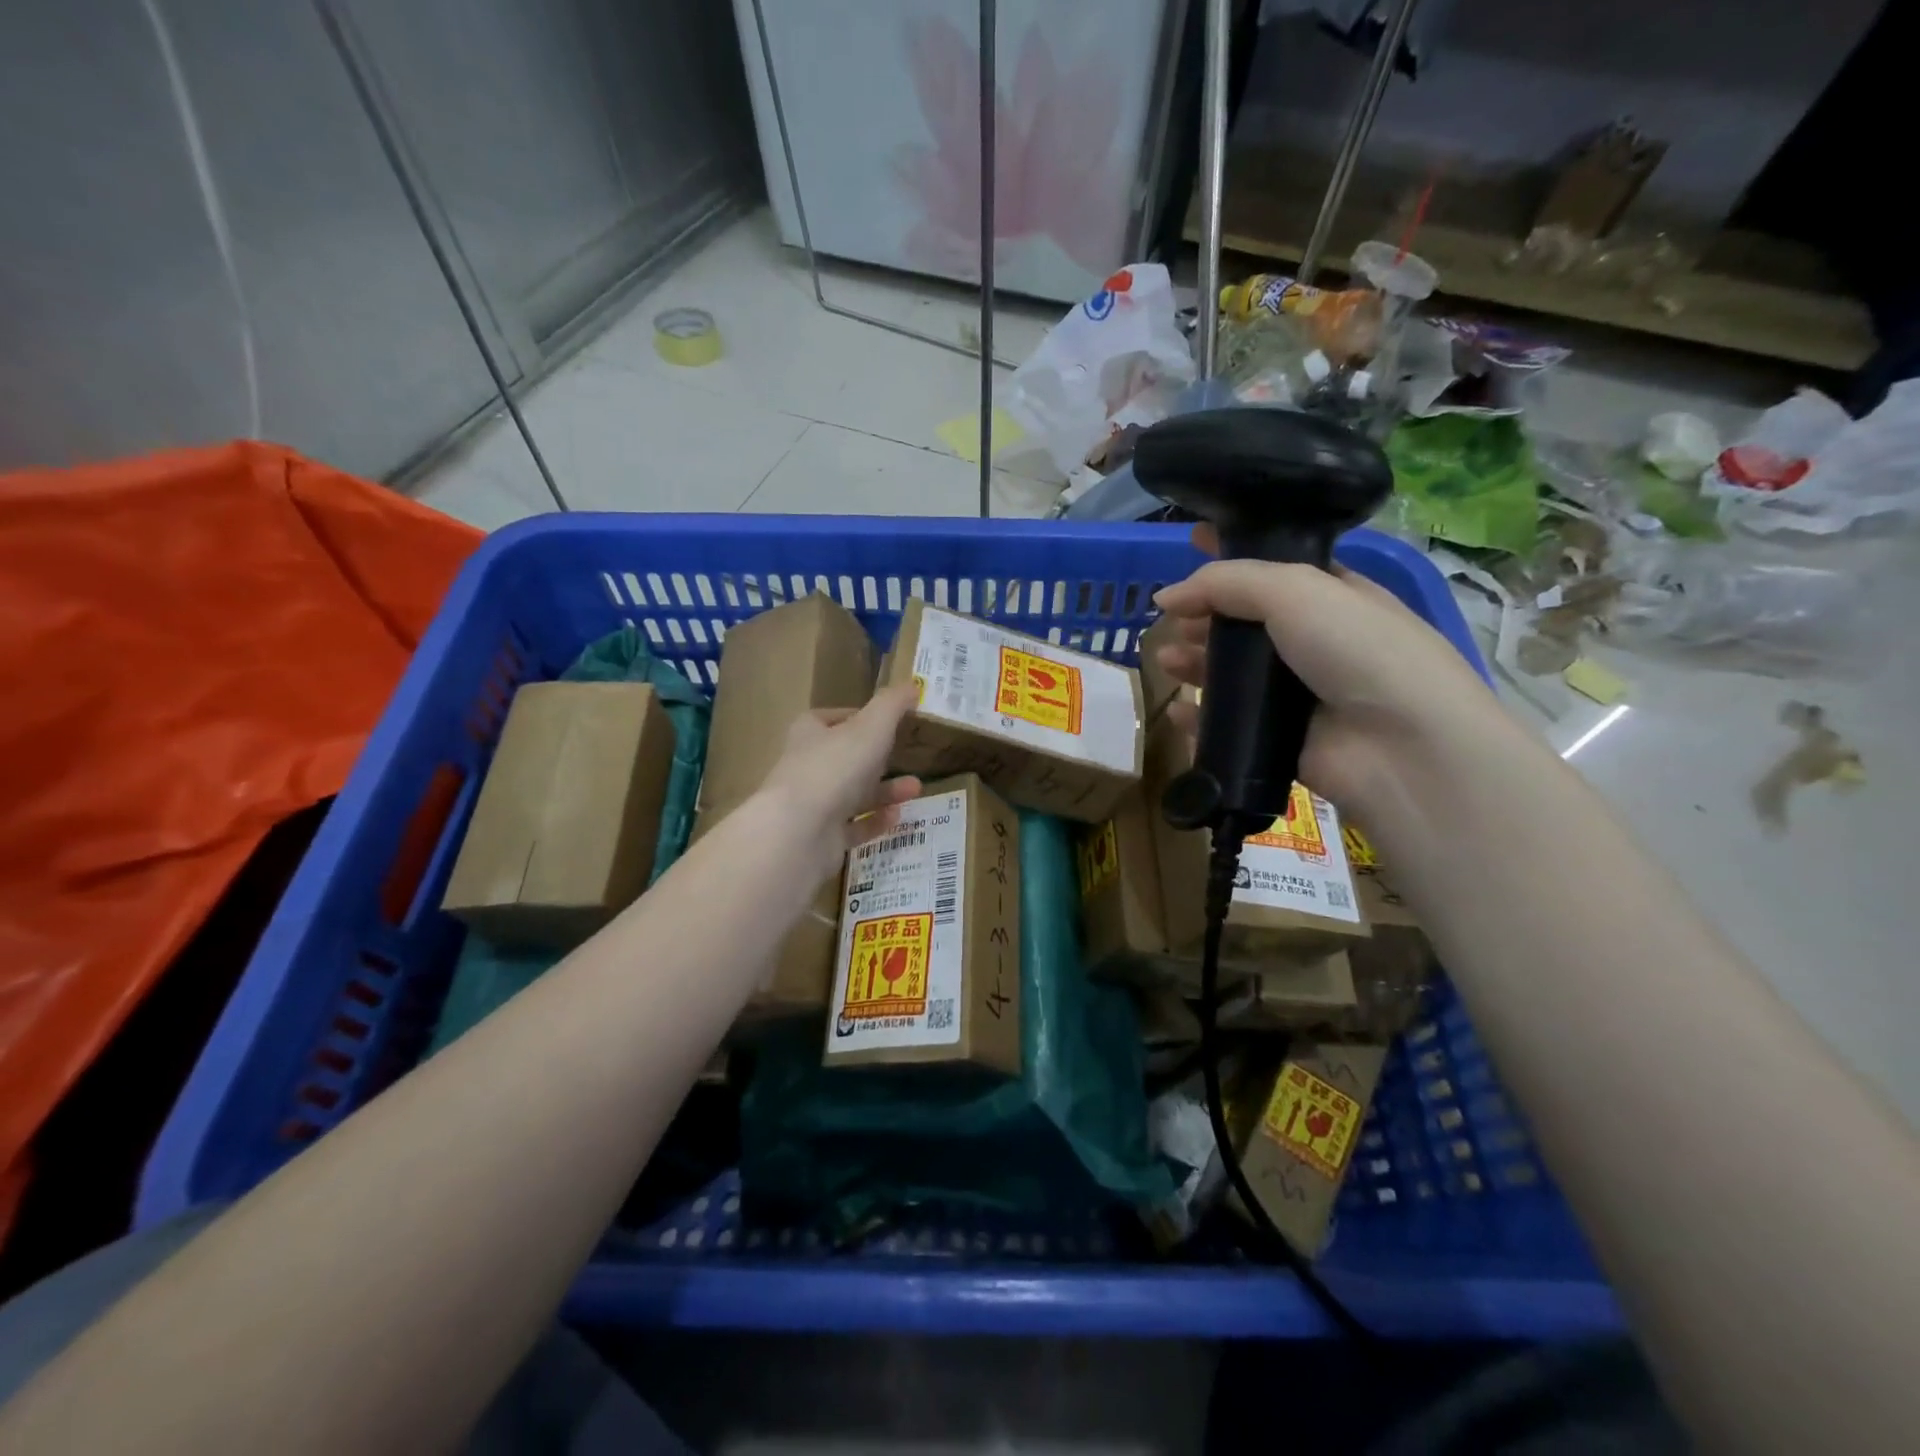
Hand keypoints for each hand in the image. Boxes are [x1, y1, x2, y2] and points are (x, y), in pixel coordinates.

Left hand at [756, 685, 922, 880]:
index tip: (890, 722)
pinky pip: (853, 826)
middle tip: (910, 758)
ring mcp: (812, 805)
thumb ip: (892, 705)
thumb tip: (912, 684)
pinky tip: (898, 817)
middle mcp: (808, 766)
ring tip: (916, 790)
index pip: (834, 719)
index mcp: (810, 733)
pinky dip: (875, 821)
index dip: (861, 718)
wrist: (799, 831)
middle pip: (847, 758)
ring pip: (853, 794)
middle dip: (880, 758)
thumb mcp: (871, 727)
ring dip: (885, 791)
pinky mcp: (820, 838)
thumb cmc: (835, 767)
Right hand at [1152, 524, 1506, 814]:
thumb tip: (1166, 596)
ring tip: (1165, 660)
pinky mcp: (1279, 739)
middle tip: (1173, 619)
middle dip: (1205, 615)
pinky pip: (1228, 723)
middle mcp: (1314, 642)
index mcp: (1331, 595)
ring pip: (1232, 673)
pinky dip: (1200, 717)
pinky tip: (1178, 710)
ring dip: (1195, 663)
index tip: (1191, 541)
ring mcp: (1297, 694)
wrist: (1402, 745)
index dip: (1233, 554)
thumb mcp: (1295, 590)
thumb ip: (1225, 583)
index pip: (1272, 567)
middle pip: (1244, 622)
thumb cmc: (1357, 649)